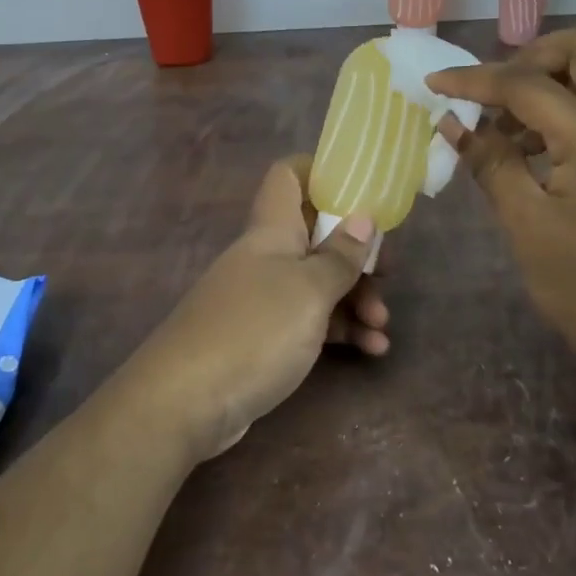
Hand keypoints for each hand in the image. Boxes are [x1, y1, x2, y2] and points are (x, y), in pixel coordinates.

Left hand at [114, 156, 386, 461]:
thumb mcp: (309, 291)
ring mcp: (262, 299)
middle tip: (389, 275)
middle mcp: (266, 257)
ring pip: (317, 283)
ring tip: (382, 328)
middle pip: (316, 235)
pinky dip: (339, 330)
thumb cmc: (254, 331)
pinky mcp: (263, 338)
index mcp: (272, 230)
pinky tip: (371, 349)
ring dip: (355, 299)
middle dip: (357, 253)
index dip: (322, 172)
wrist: (186, 402)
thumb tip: (363, 219)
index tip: (362, 189)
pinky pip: (309, 322)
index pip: (289, 176)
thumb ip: (340, 256)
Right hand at [427, 27, 575, 378]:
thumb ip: (490, 161)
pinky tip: (528, 149)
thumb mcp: (525, 221)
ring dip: (547, 82)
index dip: (474, 80)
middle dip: (532, 56)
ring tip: (503, 127)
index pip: (526, 83)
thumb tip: (453, 122)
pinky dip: (562, 108)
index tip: (434, 84)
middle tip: (494, 90)